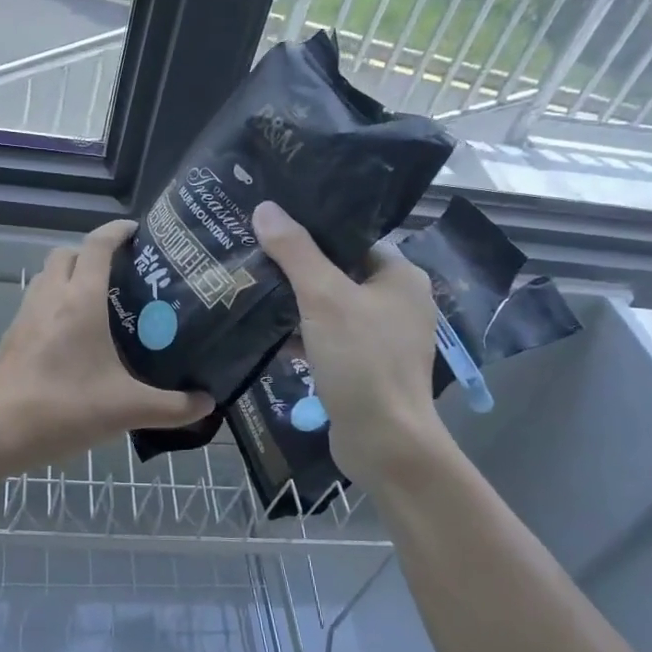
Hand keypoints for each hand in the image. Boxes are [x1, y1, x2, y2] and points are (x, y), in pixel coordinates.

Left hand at [0, 220, 213, 470]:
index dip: (117, 230)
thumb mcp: (127, 410)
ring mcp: (26, 315)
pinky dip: (56, 302)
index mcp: (80, 300)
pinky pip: (37, 302)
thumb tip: (208, 403)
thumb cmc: (64, 409)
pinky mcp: (12, 336)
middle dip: (92, 253)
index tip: (138, 231)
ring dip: (71, 276)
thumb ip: (173, 406)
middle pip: (67, 253)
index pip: (97, 245)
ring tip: (101, 303)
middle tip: (122, 274)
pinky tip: (74, 337)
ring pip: (48, 276)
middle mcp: (50, 297)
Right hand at [252, 200, 464, 492]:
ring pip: (330, 308)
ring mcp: (382, 338)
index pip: (352, 238)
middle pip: (338, 272)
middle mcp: (397, 303)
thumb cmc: (362, 360)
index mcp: (400, 277)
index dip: (313, 230)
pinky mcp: (365, 368)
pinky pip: (329, 339)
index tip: (272, 224)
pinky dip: (303, 335)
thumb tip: (265, 208)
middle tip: (253, 254)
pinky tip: (268, 335)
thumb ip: (295, 251)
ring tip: (251, 289)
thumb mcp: (323, 297)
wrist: (384, 442)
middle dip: (297, 269)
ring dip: (296, 304)